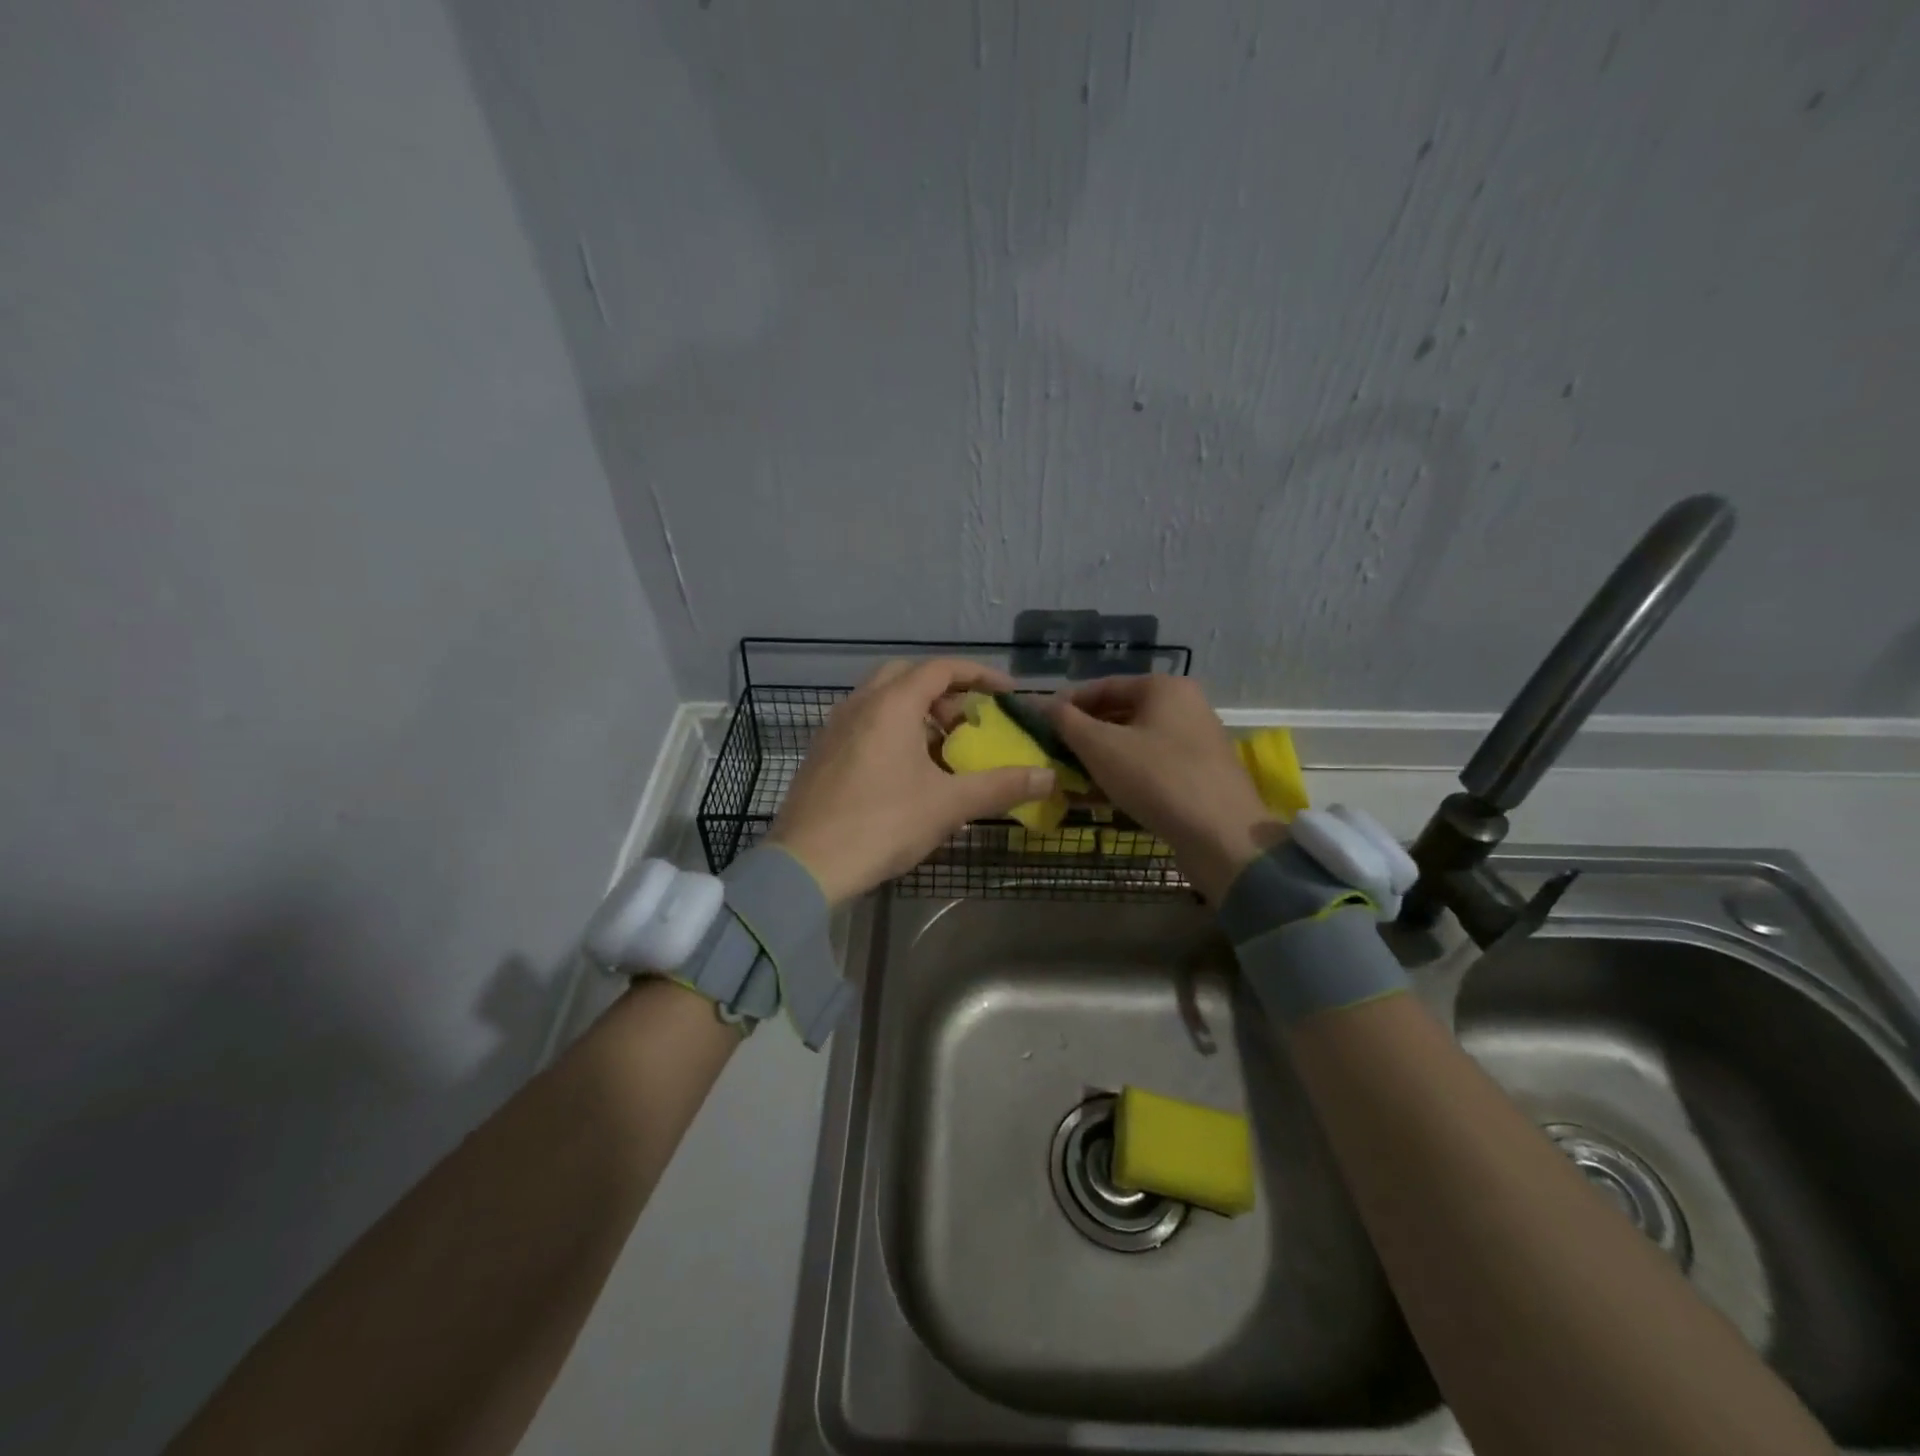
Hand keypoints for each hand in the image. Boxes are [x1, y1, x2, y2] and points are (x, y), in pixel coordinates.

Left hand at [768, 659, 1056, 904]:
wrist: (806, 864)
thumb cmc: (882, 824)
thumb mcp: (949, 804)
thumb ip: (1000, 786)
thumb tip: (1048, 777)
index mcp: (891, 704)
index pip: (941, 668)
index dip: (979, 675)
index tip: (1007, 694)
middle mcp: (859, 704)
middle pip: (908, 675)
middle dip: (945, 690)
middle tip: (969, 720)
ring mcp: (834, 727)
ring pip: (882, 699)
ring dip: (917, 710)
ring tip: (942, 746)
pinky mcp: (822, 752)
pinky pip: (864, 722)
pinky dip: (892, 728)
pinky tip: (906, 768)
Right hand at [1049, 675, 1281, 902]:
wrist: (1222, 836)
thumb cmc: (1157, 778)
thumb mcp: (1100, 747)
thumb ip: (1065, 721)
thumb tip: (1039, 704)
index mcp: (1164, 688)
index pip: (1103, 686)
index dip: (1066, 704)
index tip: (1038, 724)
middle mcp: (1184, 707)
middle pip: (1119, 715)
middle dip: (1082, 737)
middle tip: (1051, 755)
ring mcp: (1194, 743)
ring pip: (1133, 745)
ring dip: (1098, 761)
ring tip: (1066, 781)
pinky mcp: (1198, 776)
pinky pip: (1150, 768)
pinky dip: (1122, 778)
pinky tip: (1095, 800)